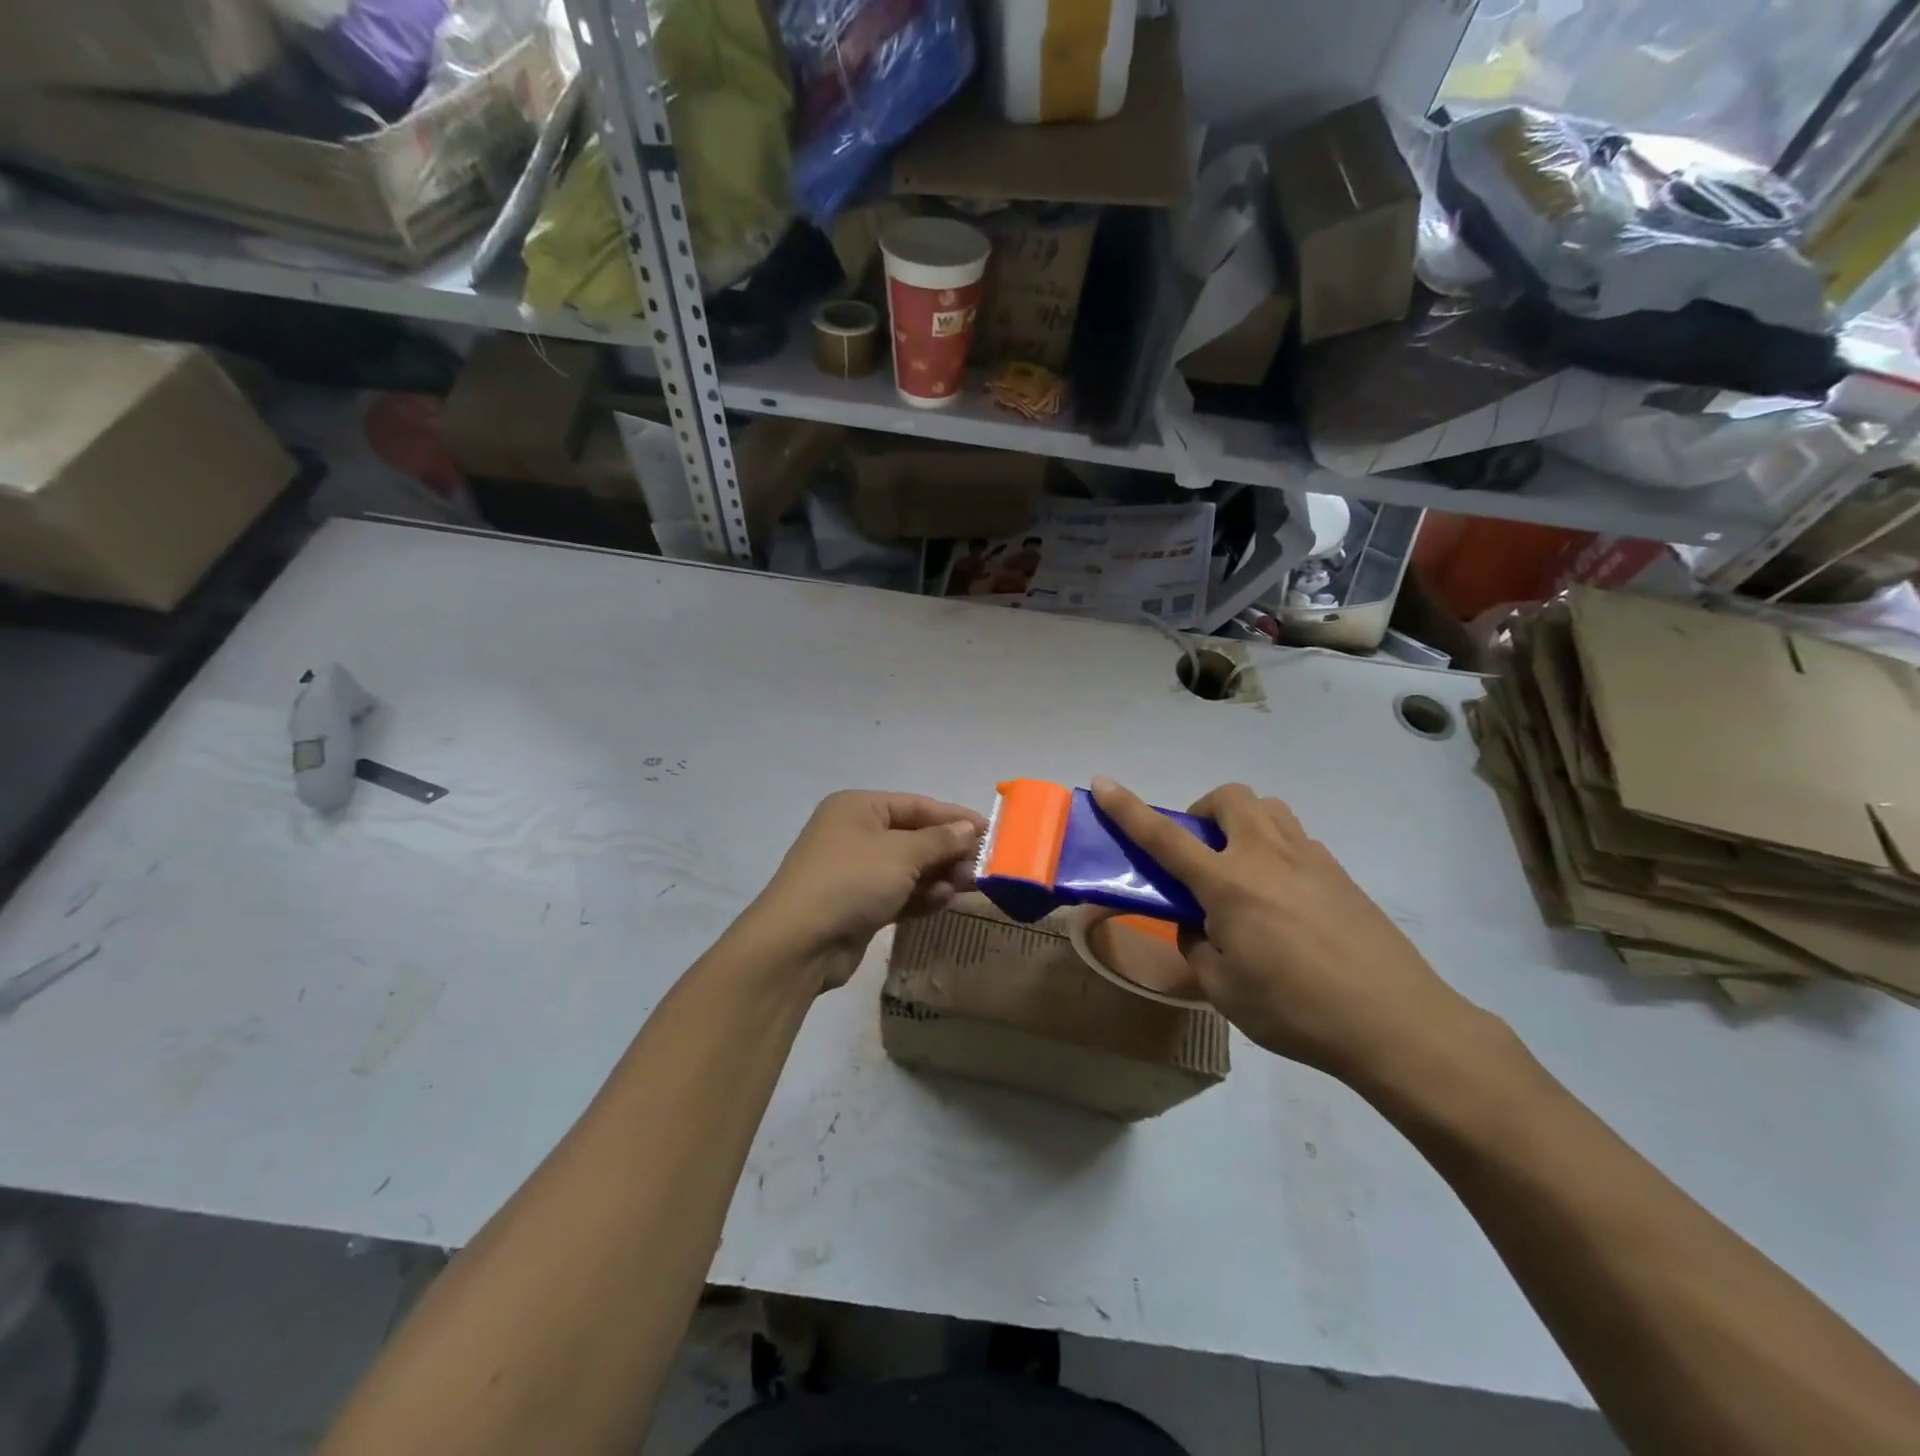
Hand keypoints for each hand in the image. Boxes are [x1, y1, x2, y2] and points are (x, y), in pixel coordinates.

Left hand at [740, 791, 985, 991]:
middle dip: (948, 851)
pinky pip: (899, 893)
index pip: (916, 805)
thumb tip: (969, 828)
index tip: (990, 831)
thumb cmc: (851, 881)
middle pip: (914, 837)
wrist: (799, 943)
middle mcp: (855, 833)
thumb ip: (940, 840)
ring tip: (969, 887)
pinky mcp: (858, 905)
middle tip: (982, 867)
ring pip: (909, 868)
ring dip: (939, 876)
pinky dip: (921, 896)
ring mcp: (855, 871)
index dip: (954, 817)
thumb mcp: (901, 854)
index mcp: (859, 807)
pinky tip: (944, 901)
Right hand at [1090, 777, 1477, 1081]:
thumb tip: (1200, 925)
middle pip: (1229, 797)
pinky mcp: (1340, 873)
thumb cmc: (1296, 1010)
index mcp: (1228, 884)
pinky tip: (1284, 901)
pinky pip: (1296, 840)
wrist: (1396, 1022)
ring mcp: (1309, 859)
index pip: (1164, 837)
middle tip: (1201, 853)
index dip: (1128, 809)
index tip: (1103, 783)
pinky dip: (1275, 851)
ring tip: (1242, 870)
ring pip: (1267, 809)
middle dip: (1204, 811)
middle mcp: (1266, 856)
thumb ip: (1198, 946)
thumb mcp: (1224, 990)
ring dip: (1242, 823)